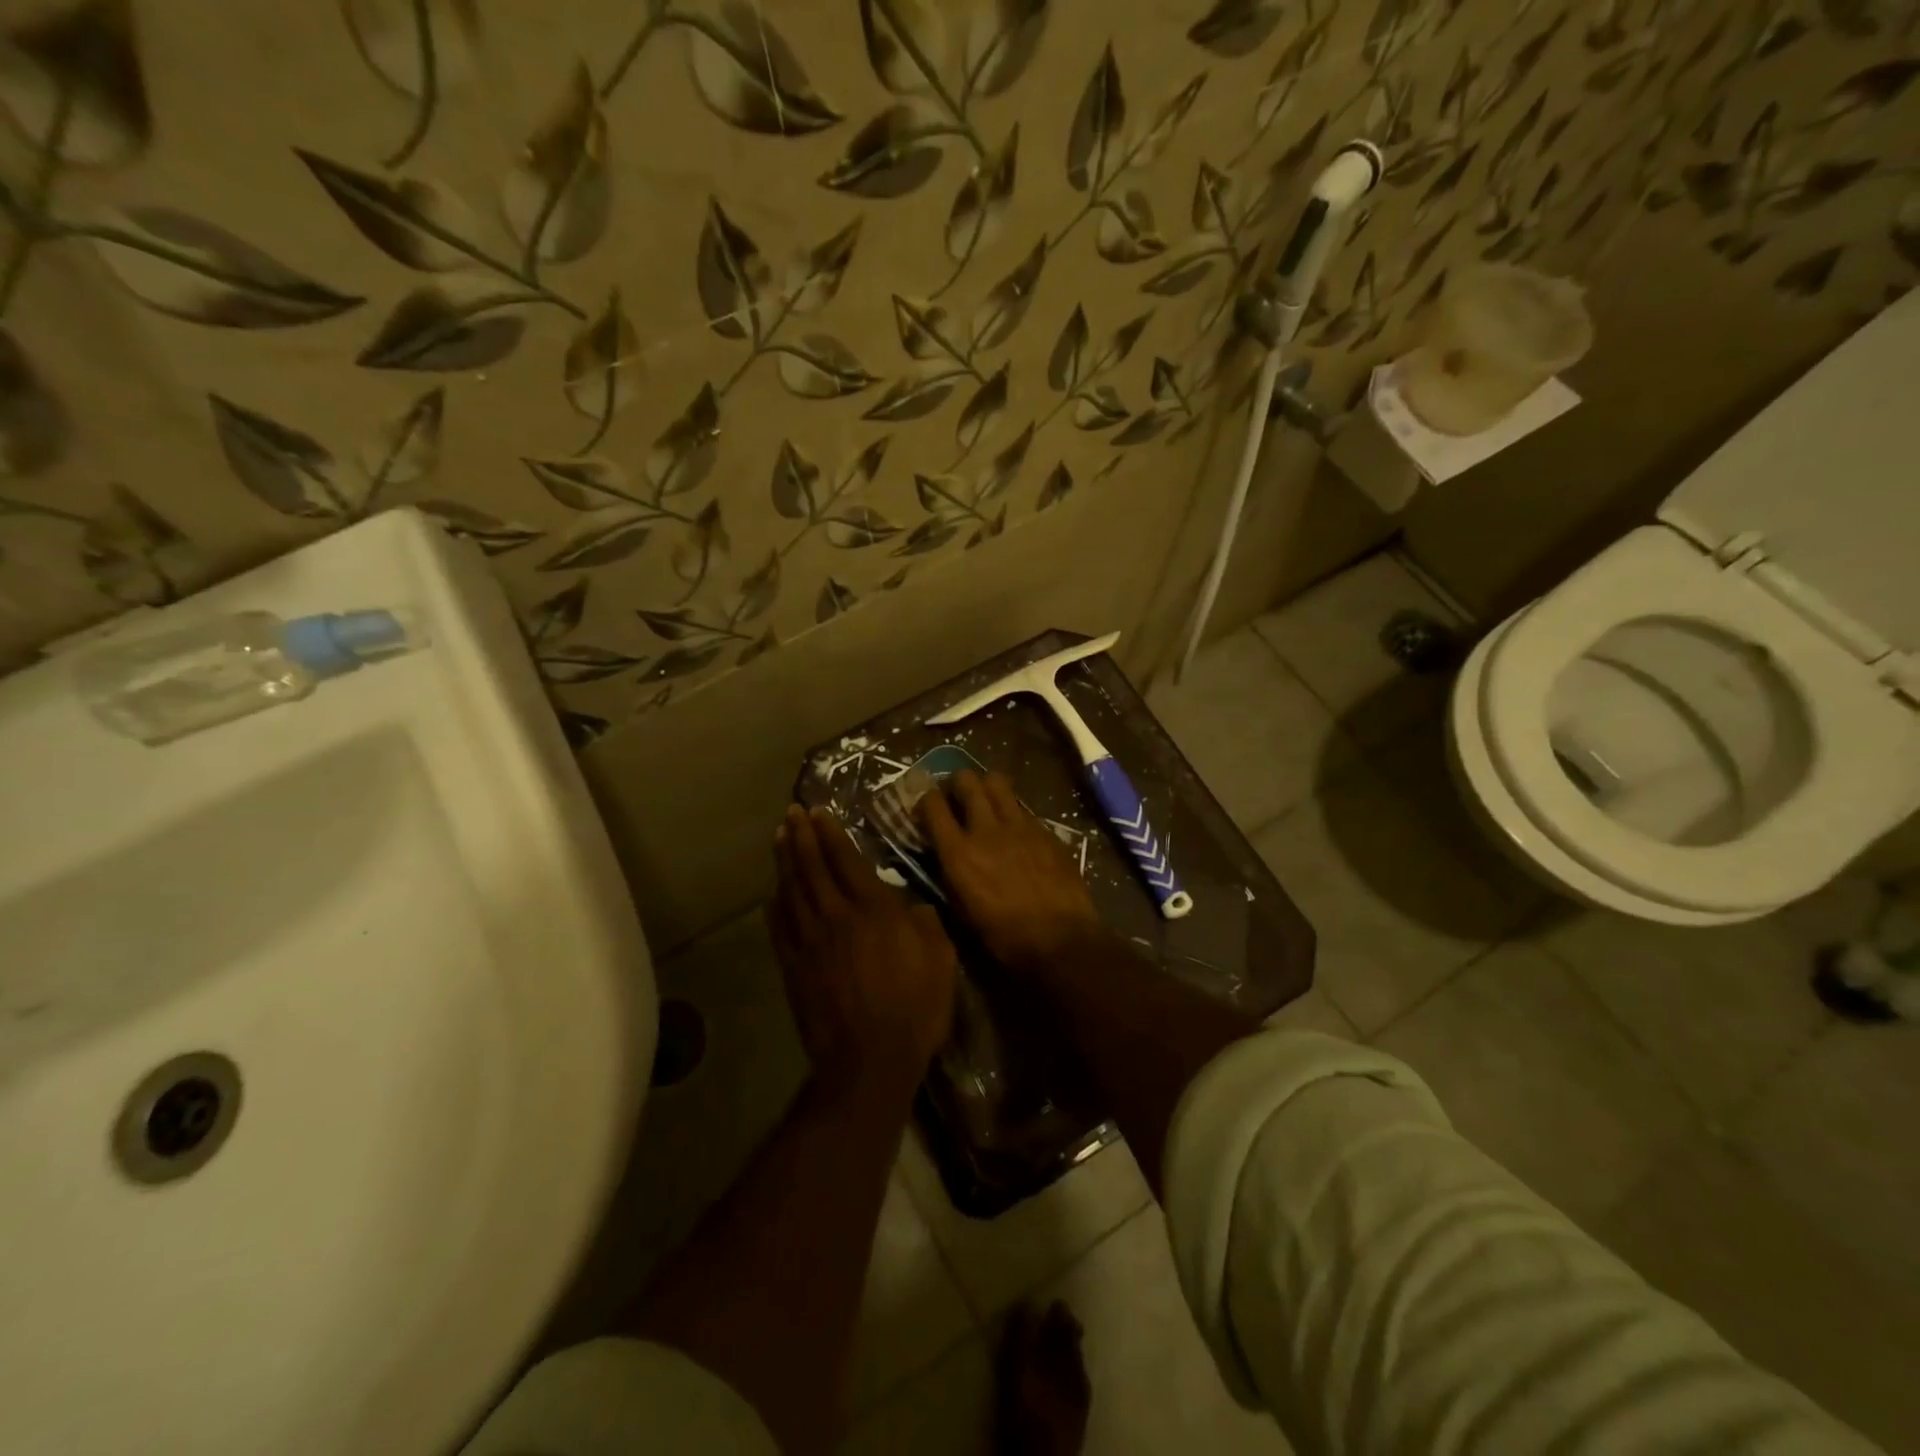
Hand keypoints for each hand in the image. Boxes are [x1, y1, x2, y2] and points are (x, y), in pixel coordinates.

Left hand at [770, 805, 958, 1108]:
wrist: (869, 1062)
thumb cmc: (914, 1009)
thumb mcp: (941, 960)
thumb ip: (926, 924)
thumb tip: (913, 906)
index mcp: (874, 910)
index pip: (846, 860)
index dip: (831, 834)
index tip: (817, 812)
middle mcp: (837, 916)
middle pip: (813, 867)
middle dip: (801, 837)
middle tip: (791, 813)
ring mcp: (810, 942)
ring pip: (793, 891)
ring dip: (785, 862)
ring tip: (779, 838)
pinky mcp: (794, 968)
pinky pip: (780, 928)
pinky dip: (775, 906)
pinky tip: (772, 893)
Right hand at [918, 771, 1103, 972]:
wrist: (1061, 940)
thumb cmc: (1004, 938)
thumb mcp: (962, 912)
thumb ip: (949, 876)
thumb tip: (944, 857)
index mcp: (958, 853)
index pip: (932, 805)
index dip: (926, 799)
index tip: (927, 806)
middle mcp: (985, 829)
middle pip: (966, 780)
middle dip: (957, 783)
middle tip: (957, 796)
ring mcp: (1019, 825)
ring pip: (997, 782)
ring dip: (986, 786)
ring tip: (986, 800)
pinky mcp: (1045, 829)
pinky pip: (1023, 806)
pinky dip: (1013, 810)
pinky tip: (1016, 827)